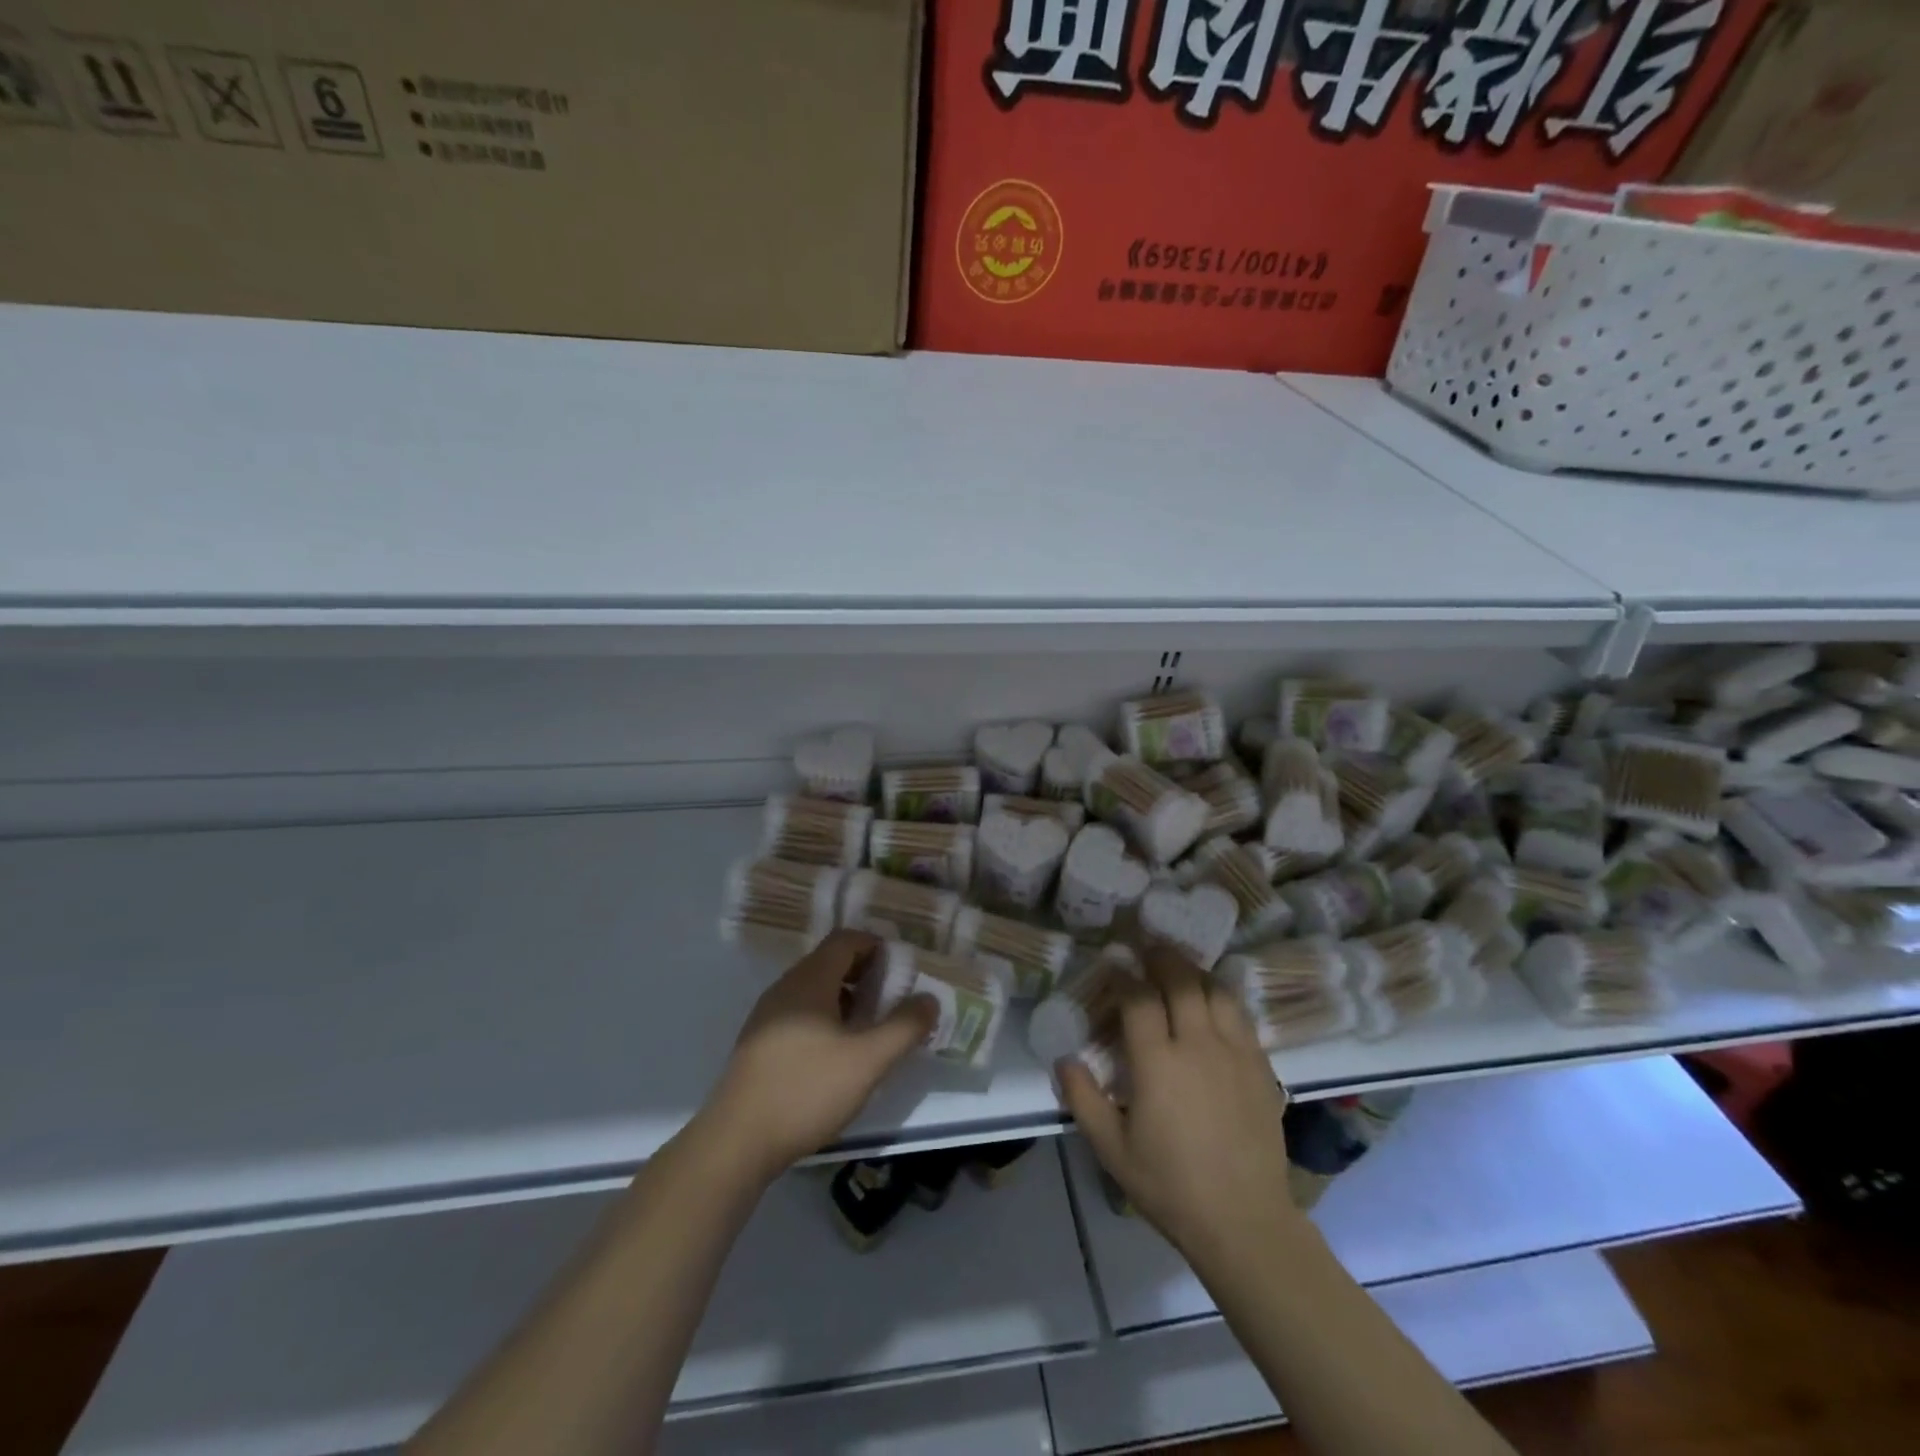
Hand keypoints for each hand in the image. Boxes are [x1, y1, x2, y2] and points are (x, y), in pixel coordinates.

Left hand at [702, 931, 935, 1182]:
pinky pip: (800, 1013)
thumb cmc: (807, 1089)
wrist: (737, 1142)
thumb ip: (904, 1027)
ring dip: (847, 999)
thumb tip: (929, 1000)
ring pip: (815, 990)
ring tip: (871, 1028)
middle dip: (866, 974)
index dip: (877, 946)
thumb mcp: (868, 1060)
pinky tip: (838, 1054)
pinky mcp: (759, 1044)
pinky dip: (826, 1019)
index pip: (846, 939)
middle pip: (830, 962)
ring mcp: (768, 1015)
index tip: (902, 970)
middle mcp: (786, 987)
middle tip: (894, 999)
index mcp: (810, 980)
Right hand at [1057, 947, 1302, 1276]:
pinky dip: (1222, 996)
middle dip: (1162, 957)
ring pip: (1216, 991)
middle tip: (1148, 946)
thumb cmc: (1170, 1187)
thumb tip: (1063, 1058)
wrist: (1244, 1222)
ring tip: (1181, 966)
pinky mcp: (1261, 1067)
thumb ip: (1082, 1099)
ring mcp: (1235, 1053)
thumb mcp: (1112, 1150)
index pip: (1139, 999)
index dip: (1125, 975)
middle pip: (1182, 981)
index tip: (1115, 964)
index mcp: (1157, 1063)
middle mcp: (1198, 1046)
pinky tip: (1213, 1001)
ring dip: (1195, 971)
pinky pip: (1241, 1015)